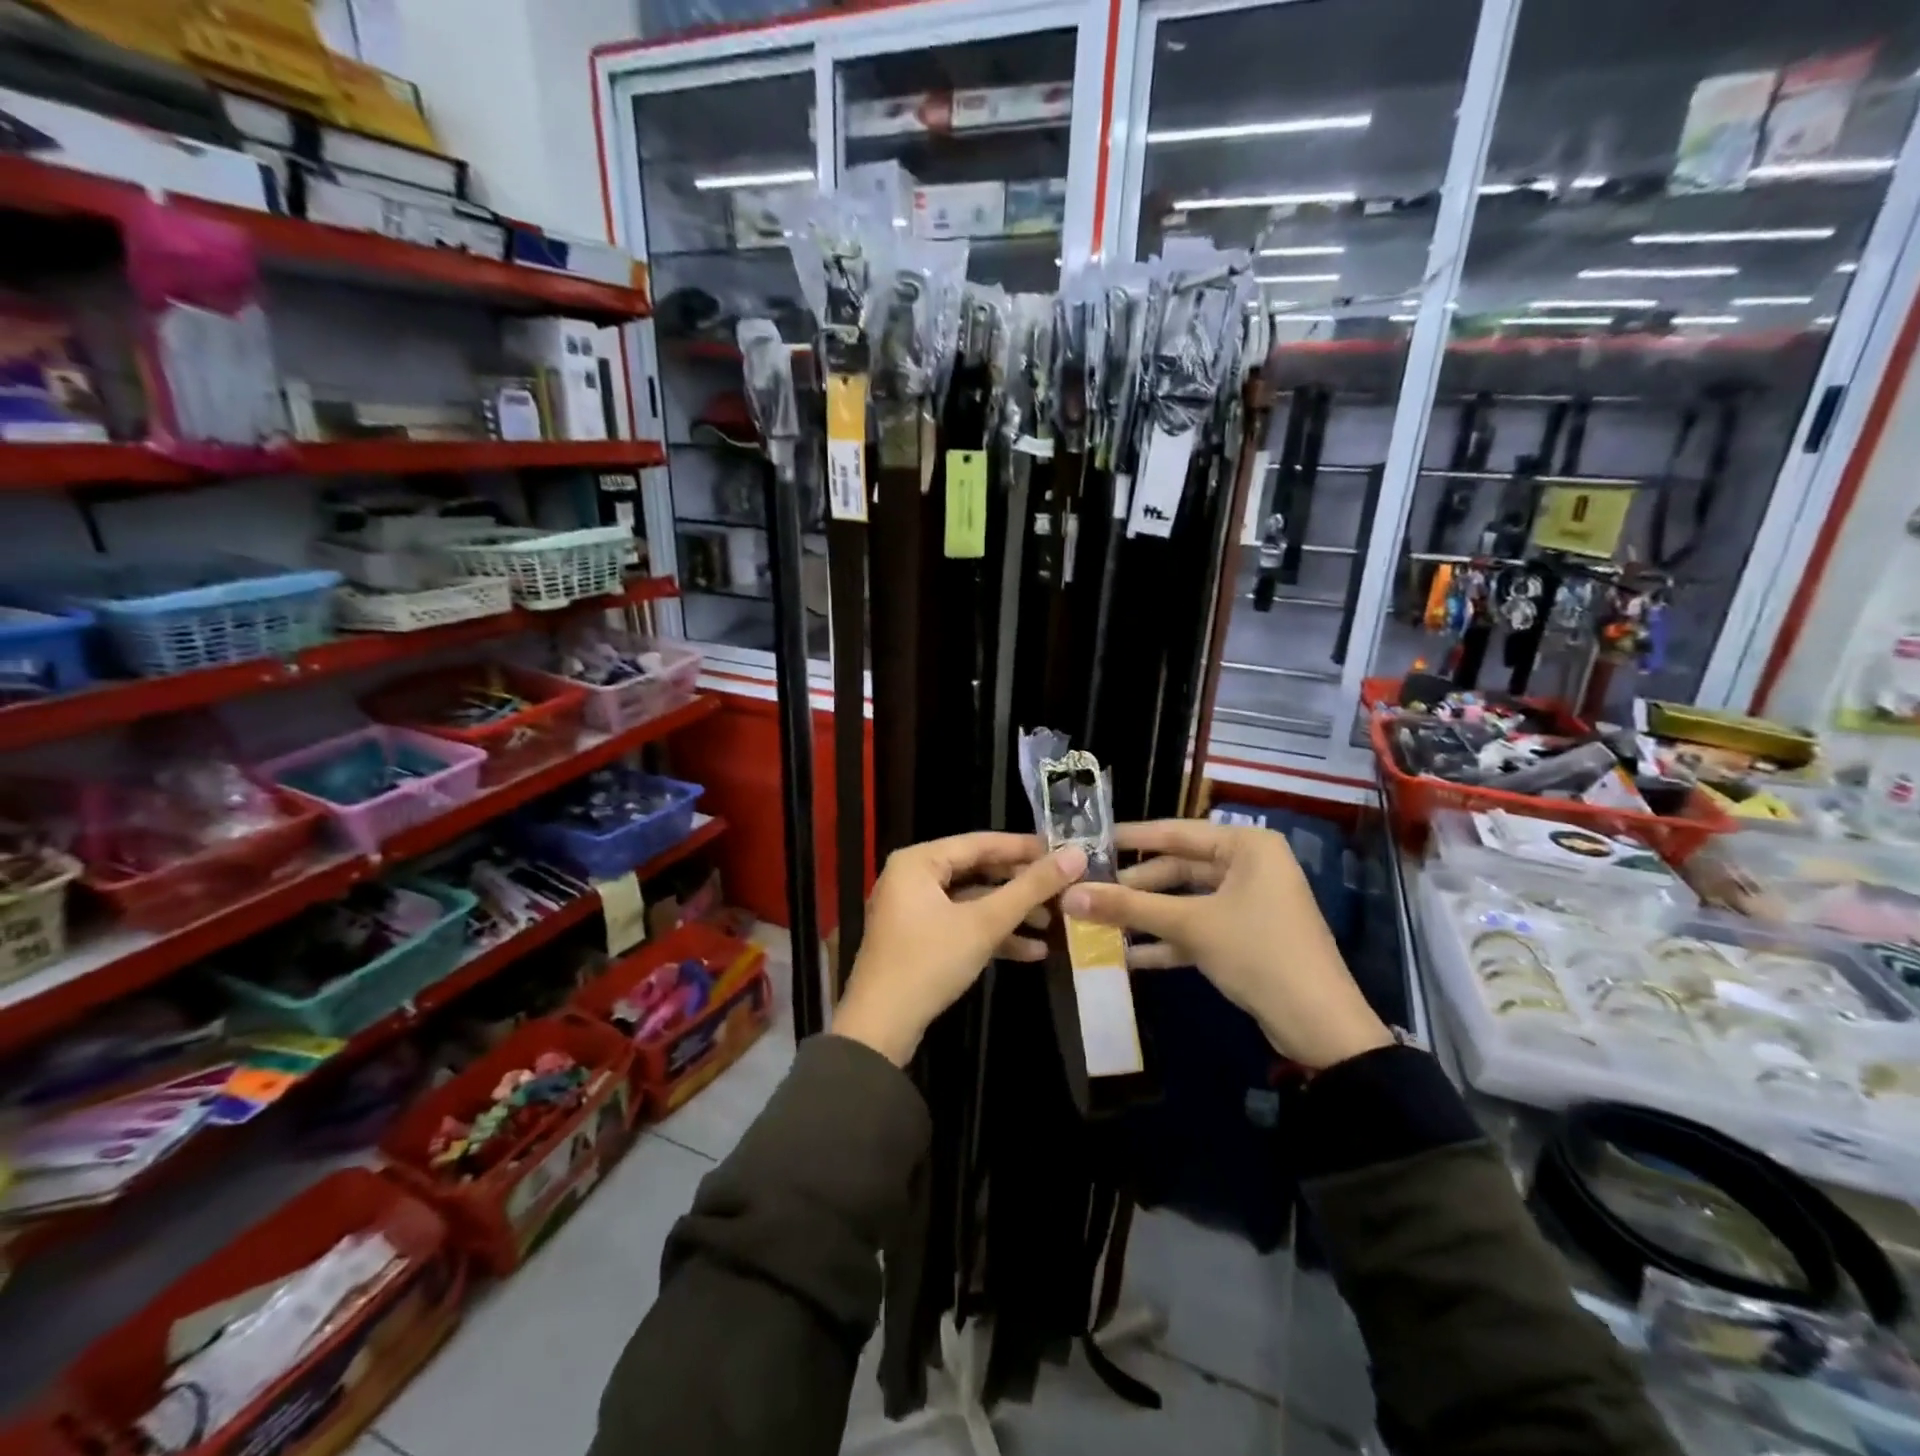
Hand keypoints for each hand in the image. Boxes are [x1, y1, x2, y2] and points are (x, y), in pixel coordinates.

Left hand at [833, 832, 1087, 1065]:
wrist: (879, 1029)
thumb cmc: (929, 962)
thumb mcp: (984, 923)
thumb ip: (1030, 888)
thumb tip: (1076, 855)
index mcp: (918, 861)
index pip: (980, 842)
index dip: (1024, 847)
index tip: (1064, 852)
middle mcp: (912, 877)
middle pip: (977, 871)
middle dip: (1020, 886)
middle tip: (1063, 889)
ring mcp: (913, 910)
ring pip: (971, 901)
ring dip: (1011, 914)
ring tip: (1054, 924)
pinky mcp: (918, 939)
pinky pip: (960, 925)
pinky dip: (991, 935)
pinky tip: (1031, 952)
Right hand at [1060, 819, 1390, 1069]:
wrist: (1320, 1026)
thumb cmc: (1258, 952)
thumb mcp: (1190, 925)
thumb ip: (1129, 907)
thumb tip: (1068, 895)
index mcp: (1246, 847)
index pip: (1176, 832)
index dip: (1131, 838)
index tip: (1089, 840)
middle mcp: (1250, 866)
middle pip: (1179, 868)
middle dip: (1136, 886)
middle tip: (1089, 890)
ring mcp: (1249, 903)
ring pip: (1186, 900)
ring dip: (1147, 915)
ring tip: (1099, 922)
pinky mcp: (1246, 937)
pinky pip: (1198, 927)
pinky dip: (1168, 939)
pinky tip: (1128, 955)